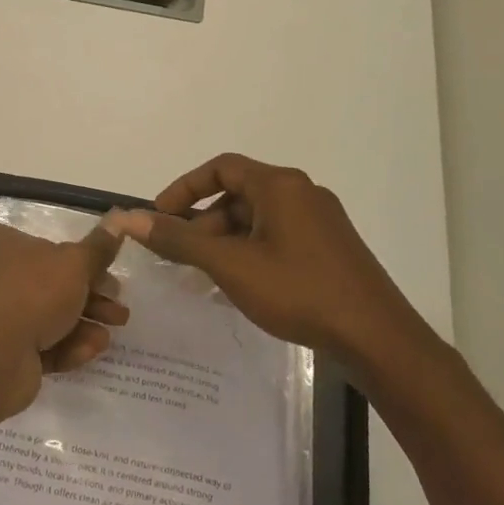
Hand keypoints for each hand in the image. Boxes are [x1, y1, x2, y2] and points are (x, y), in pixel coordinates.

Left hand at [0, 218, 129, 413]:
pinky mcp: (2, 352)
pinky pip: (39, 344)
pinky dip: (66, 346)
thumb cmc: (32, 293)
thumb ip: (98, 247)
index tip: (110, 276)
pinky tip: (90, 350)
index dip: (83, 262)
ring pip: (49, 317)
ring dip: (83, 324)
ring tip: (111, 334)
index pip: (47, 246)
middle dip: (90, 298)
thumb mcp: (74, 264)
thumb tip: (119, 219)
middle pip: (51, 284)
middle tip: (119, 311)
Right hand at [116, 154, 432, 369]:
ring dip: (225, 240)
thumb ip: (178, 240)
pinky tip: (240, 285)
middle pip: (238, 194)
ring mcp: (319, 221)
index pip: (221, 167)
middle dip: (203, 221)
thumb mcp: (230, 265)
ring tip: (205, 275)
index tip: (160, 216)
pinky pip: (277, 237)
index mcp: (280, 185)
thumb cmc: (299, 291)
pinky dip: (249, 251)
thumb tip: (127, 218)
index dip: (184, 188)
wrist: (376, 338)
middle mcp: (302, 193)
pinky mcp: (328, 248)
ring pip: (258, 219)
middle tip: (180, 255)